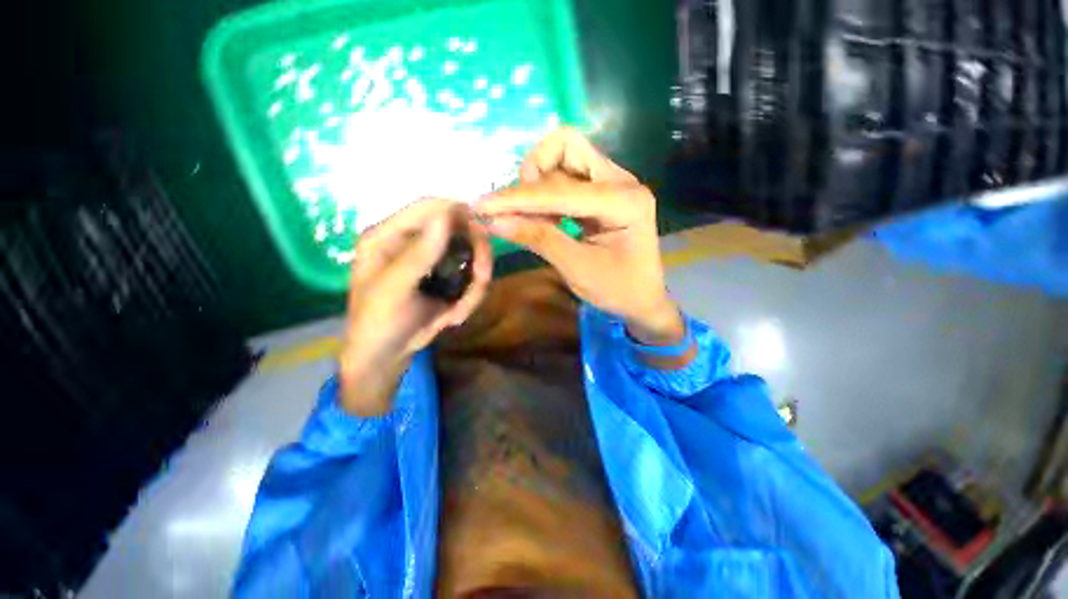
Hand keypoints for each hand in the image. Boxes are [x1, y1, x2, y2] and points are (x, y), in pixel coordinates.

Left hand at [340, 199, 491, 415]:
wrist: (385, 357)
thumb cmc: (377, 322)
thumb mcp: (394, 289)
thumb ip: (419, 253)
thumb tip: (447, 215)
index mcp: (388, 236)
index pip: (427, 207)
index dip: (457, 212)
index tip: (483, 228)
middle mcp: (412, 242)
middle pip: (457, 229)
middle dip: (475, 255)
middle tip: (482, 278)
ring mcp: (432, 260)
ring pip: (470, 255)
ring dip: (474, 283)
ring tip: (459, 313)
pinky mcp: (445, 277)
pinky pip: (471, 277)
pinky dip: (470, 297)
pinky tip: (452, 317)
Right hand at [477, 129, 683, 345]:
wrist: (643, 299)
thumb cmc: (617, 290)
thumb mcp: (576, 268)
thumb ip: (537, 239)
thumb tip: (492, 221)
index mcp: (624, 201)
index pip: (559, 190)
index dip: (518, 199)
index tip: (482, 206)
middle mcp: (622, 180)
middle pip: (567, 145)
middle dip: (533, 174)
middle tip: (520, 210)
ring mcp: (613, 182)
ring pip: (565, 155)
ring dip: (539, 180)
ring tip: (531, 215)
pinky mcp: (603, 190)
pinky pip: (568, 174)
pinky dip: (547, 191)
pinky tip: (543, 216)